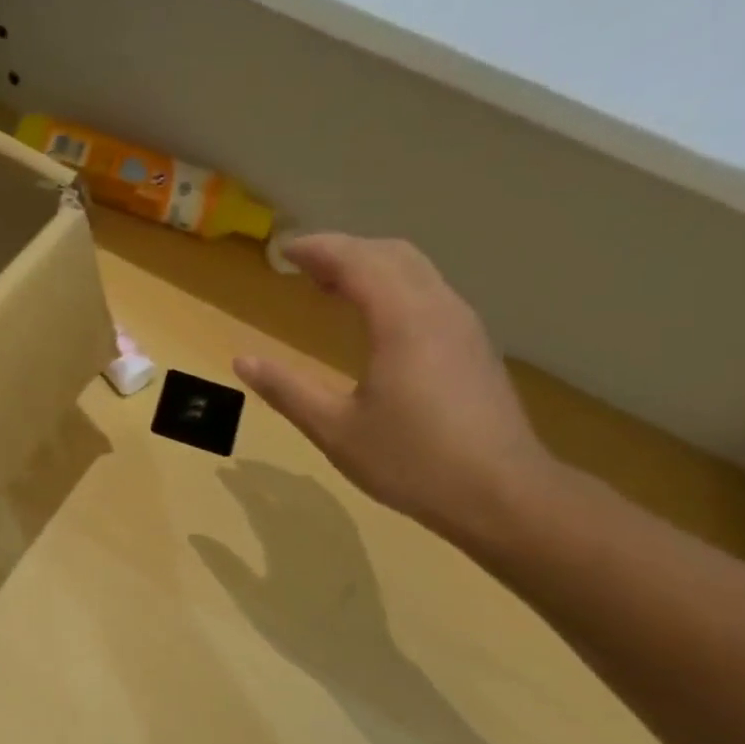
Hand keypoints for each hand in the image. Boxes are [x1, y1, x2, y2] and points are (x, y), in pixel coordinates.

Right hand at [234, 234, 560, 543]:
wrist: (501, 494)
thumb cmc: (411, 461)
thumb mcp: (335, 430)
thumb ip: (287, 391)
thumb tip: (243, 361)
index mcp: (403, 321)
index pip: (358, 261)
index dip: (318, 249)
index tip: (283, 251)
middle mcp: (439, 309)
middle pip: (392, 254)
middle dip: (345, 250)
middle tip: (303, 266)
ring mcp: (464, 327)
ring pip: (416, 271)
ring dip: (372, 267)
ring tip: (331, 287)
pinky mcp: (474, 347)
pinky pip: (429, 294)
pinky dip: (393, 288)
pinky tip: (374, 320)